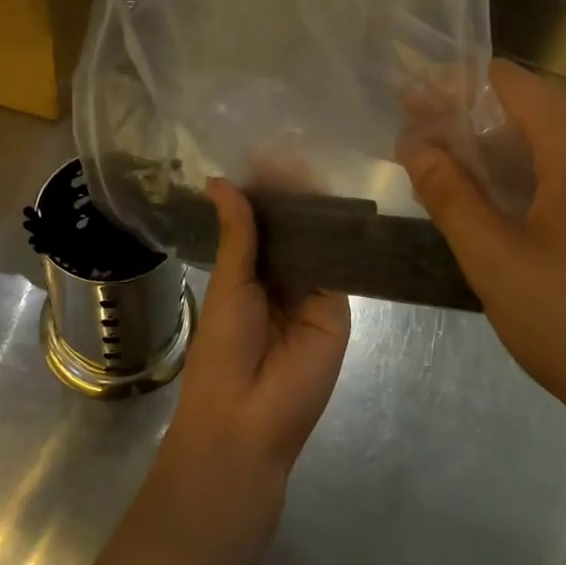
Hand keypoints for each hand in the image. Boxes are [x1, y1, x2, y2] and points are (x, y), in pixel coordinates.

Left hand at [154, 180, 350, 543]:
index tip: (271, 153)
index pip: (261, 224)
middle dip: (295, 197)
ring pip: (318, 245)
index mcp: (246, 275)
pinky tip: (343, 204)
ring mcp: (311, 294)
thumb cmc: (224, 351)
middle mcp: (280, 280)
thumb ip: (237, 234)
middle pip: (293, 231)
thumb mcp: (229, 286)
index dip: (265, 193)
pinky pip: (341, 268)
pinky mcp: (338, 309)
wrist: (248, 420)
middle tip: (301, 145)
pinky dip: (342, 239)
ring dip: (318, 212)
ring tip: (322, 162)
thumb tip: (221, 181)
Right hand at [399, 61, 565, 450]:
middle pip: (535, 108)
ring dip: (506, 155)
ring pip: (561, 142)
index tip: (412, 113)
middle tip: (423, 153)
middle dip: (474, 125)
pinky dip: (542, 177)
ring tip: (455, 182)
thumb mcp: (495, 260)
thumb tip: (415, 143)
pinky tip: (512, 212)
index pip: (508, 82)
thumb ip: (449, 193)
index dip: (454, 90)